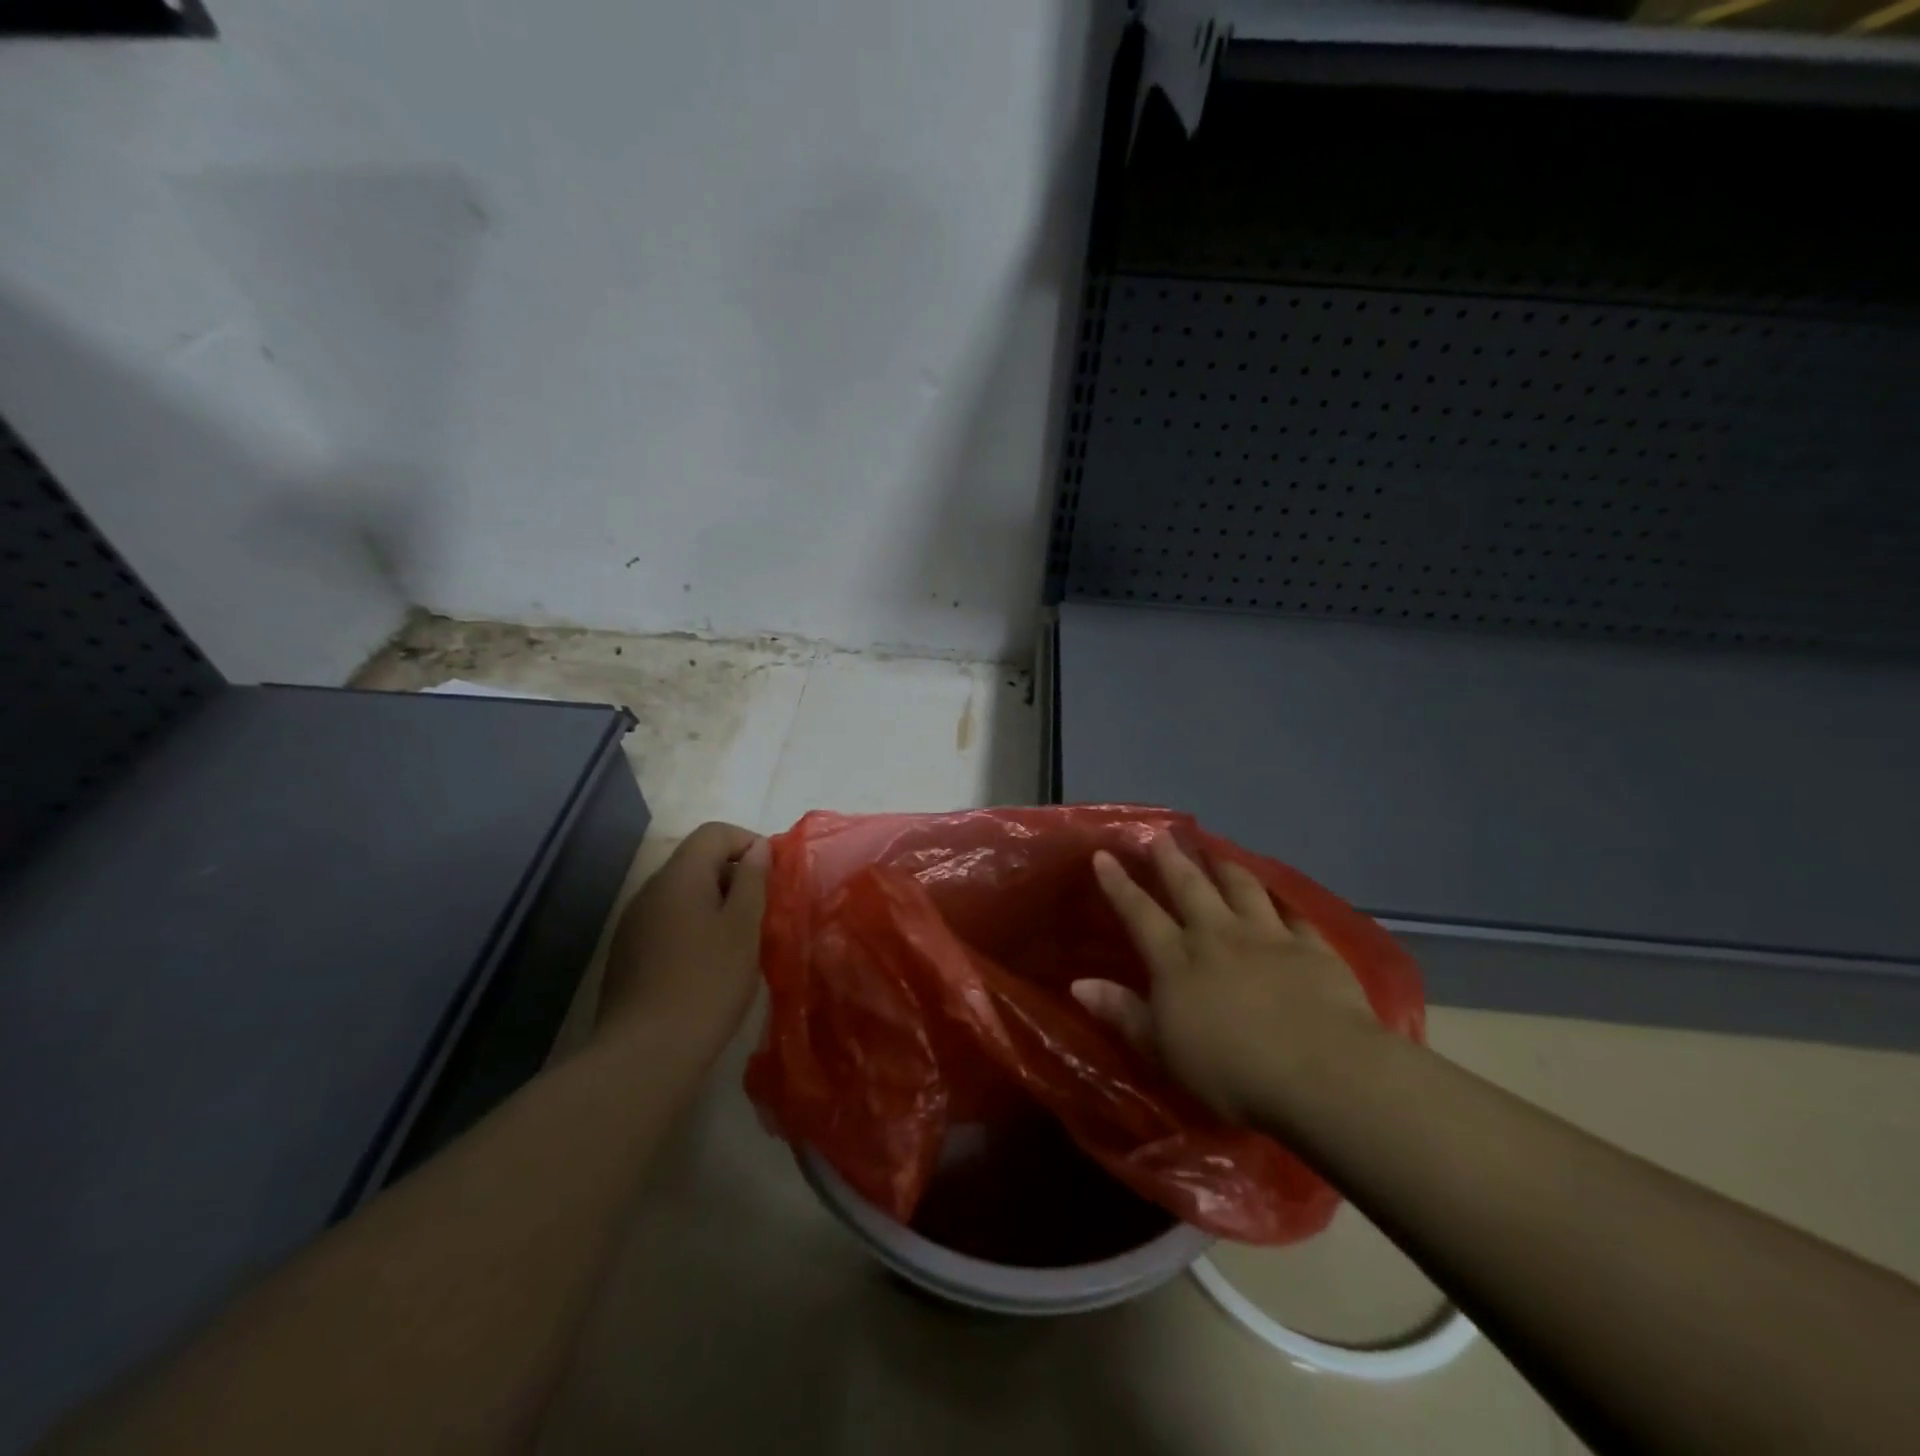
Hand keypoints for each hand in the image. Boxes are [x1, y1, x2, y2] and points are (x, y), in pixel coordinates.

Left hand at [597, 822, 768, 1056]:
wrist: (645, 1054)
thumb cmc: (707, 983)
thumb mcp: (743, 928)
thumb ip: (752, 881)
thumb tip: (757, 848)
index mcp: (679, 877)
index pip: (714, 833)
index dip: (748, 842)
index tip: (772, 875)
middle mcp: (650, 891)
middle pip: (696, 861)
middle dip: (734, 876)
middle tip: (762, 911)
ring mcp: (634, 923)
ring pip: (683, 894)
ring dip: (716, 904)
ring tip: (740, 940)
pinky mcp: (628, 954)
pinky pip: (669, 922)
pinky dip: (695, 927)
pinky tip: (709, 964)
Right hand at [1074, 836, 1380, 1126]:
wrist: (1321, 1072)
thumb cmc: (1231, 1071)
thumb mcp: (1164, 1051)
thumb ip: (1123, 1013)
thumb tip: (1078, 984)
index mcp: (1178, 960)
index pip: (1140, 913)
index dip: (1119, 884)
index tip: (1104, 855)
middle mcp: (1218, 936)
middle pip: (1190, 887)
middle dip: (1172, 860)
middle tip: (1162, 834)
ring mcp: (1268, 936)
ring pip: (1241, 888)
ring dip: (1225, 867)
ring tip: (1215, 851)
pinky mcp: (1312, 948)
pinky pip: (1292, 914)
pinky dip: (1280, 902)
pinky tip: (1279, 898)